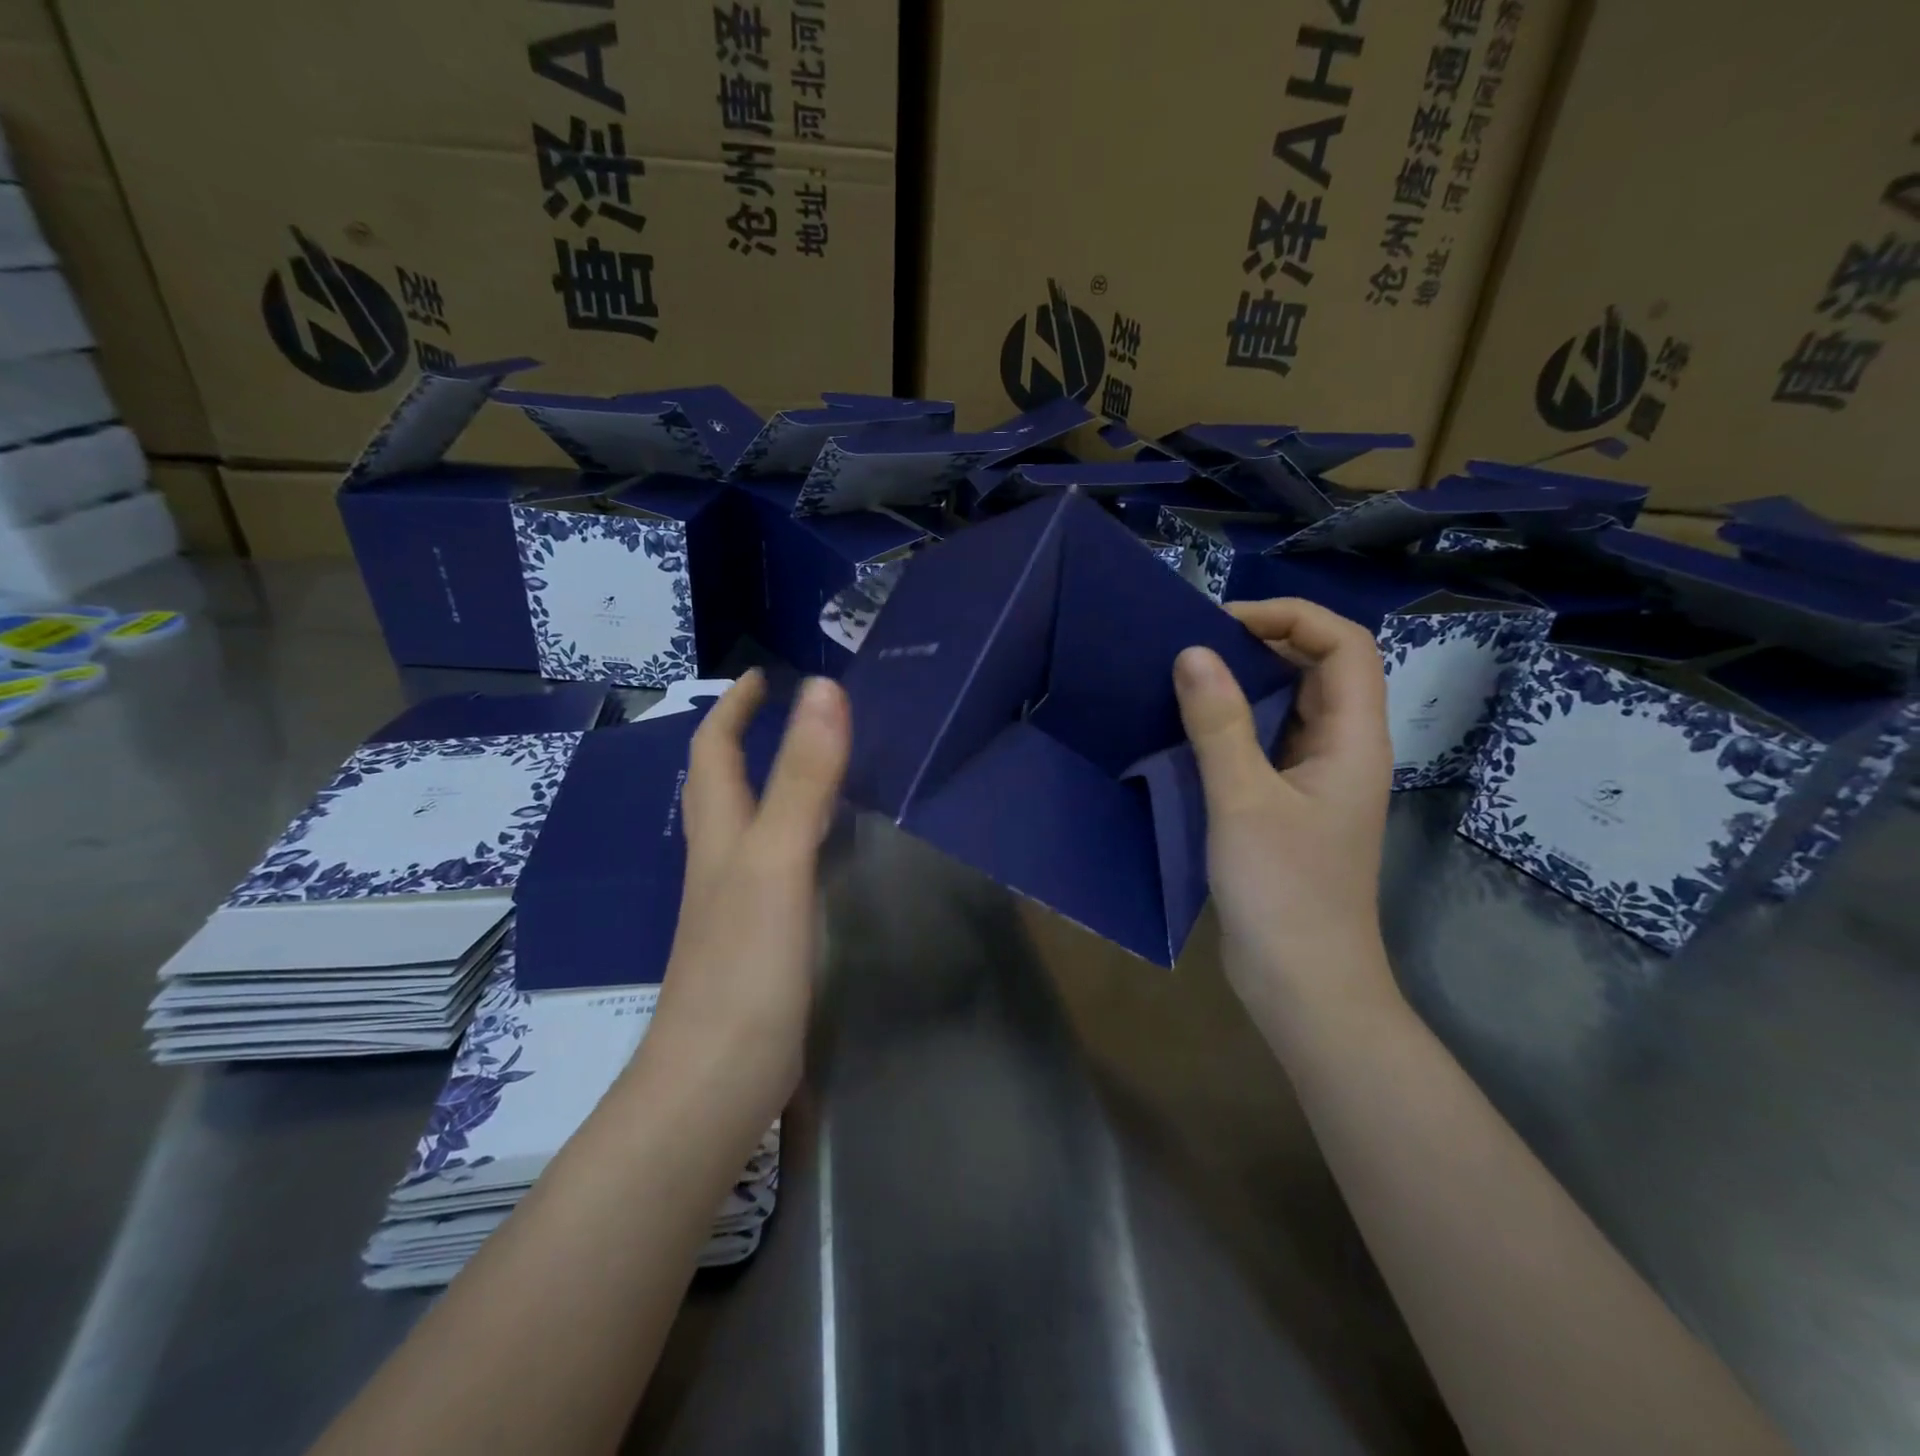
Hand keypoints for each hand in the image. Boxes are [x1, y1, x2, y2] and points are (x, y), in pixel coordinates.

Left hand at [630, 670, 850, 1133]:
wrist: (717, 1080)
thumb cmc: (745, 966)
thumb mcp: (779, 860)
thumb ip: (803, 777)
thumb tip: (822, 689)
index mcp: (721, 835)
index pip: (715, 751)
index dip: (735, 709)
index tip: (763, 675)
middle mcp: (721, 862)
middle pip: (723, 786)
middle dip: (746, 740)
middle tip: (792, 714)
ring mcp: (735, 905)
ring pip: (747, 827)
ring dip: (770, 786)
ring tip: (815, 767)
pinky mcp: (758, 941)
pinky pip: (773, 868)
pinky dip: (794, 839)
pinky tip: (823, 852)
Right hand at [1173, 599, 1396, 1016]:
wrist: (1304, 984)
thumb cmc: (1284, 891)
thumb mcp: (1243, 801)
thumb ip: (1218, 724)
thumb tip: (1193, 652)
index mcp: (1354, 740)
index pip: (1344, 646)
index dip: (1291, 617)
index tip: (1223, 624)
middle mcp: (1344, 750)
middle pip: (1320, 669)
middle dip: (1263, 643)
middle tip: (1196, 646)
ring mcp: (1318, 779)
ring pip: (1291, 706)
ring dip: (1246, 684)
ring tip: (1187, 677)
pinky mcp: (1290, 805)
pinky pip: (1268, 743)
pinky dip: (1234, 724)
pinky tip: (1192, 729)